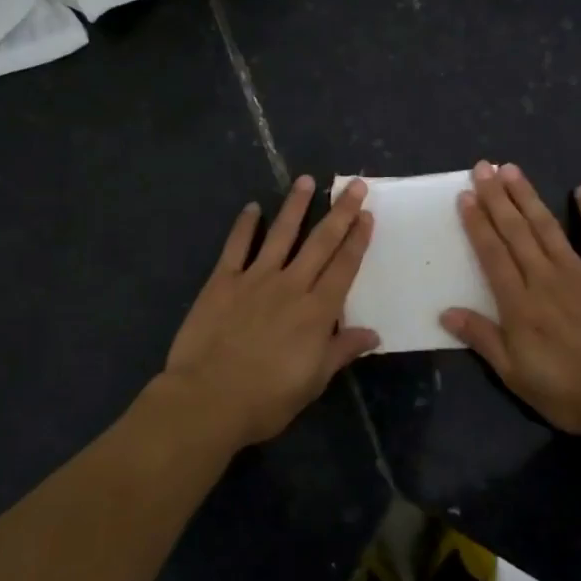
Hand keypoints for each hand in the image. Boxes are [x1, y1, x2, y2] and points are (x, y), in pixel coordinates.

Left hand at [163, 176, 377, 448]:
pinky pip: (236, 246)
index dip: (357, 240)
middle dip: (339, 213)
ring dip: (295, 206)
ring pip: (281, 234)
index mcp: (316, 311)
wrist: (208, 399)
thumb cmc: (266, 398)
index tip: (367, 215)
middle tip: (353, 185)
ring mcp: (255, 279)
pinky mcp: (222, 281)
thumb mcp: (313, 381)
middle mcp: (290, 286)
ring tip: (306, 180)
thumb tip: (373, 334)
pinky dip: (244, 225)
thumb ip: (341, 351)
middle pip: (320, 243)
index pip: (344, 267)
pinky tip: (252, 207)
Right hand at [441, 162, 580, 435]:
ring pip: (547, 227)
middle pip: (515, 231)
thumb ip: (483, 339)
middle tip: (484, 167)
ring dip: (528, 197)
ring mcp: (579, 271)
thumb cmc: (570, 390)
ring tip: (512, 169)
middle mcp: (544, 277)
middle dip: (497, 198)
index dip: (477, 223)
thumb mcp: (516, 375)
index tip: (466, 195)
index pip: (492, 254)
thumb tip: (446, 312)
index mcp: (519, 303)